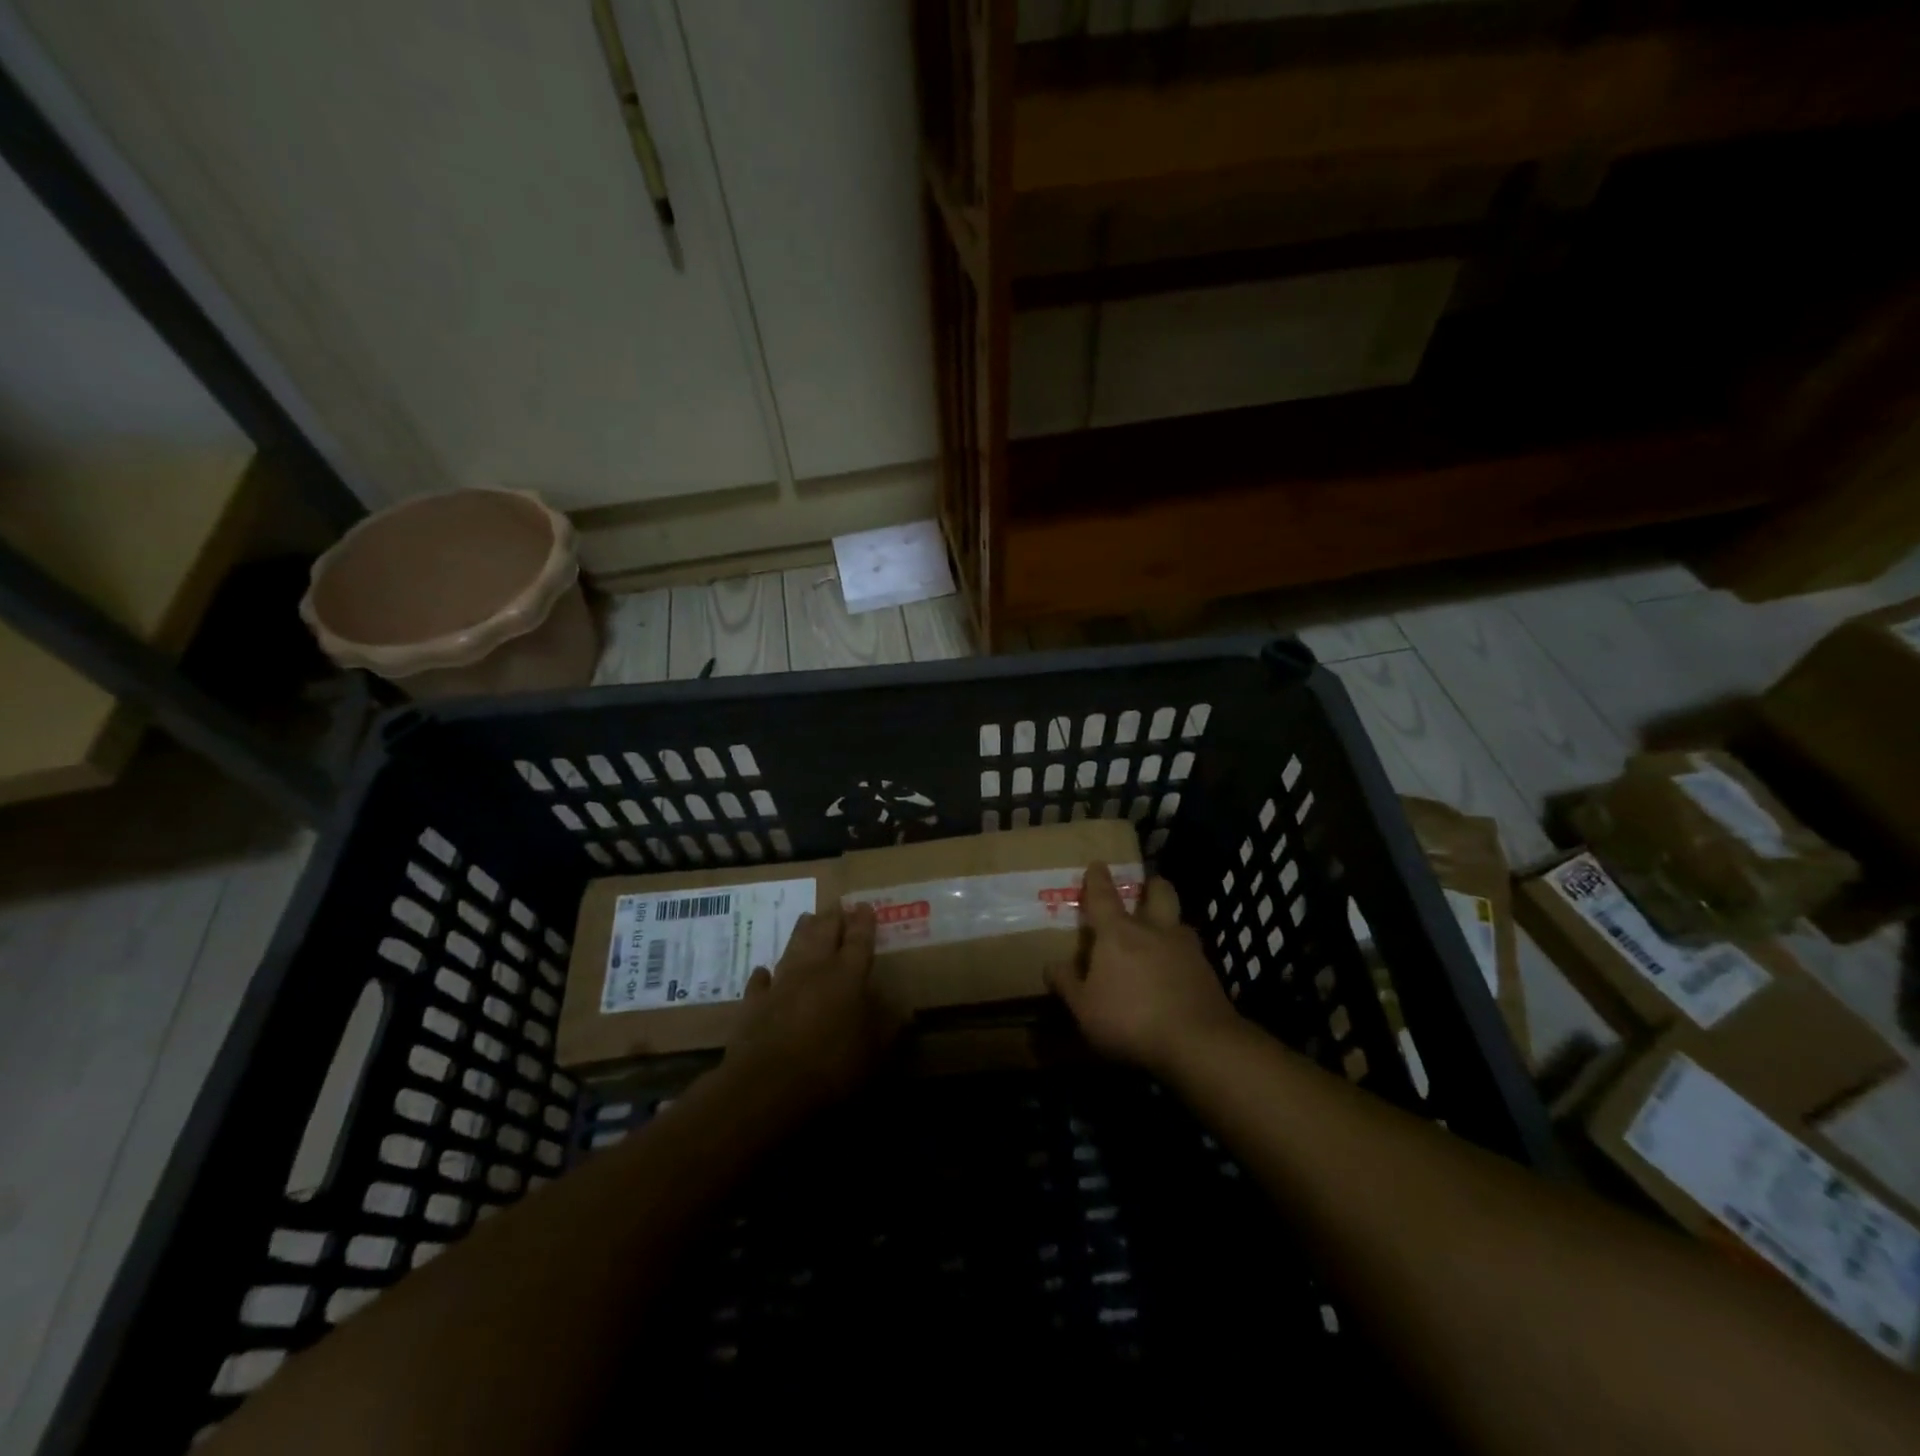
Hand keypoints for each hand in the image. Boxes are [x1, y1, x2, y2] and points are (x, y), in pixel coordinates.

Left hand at [723, 903, 904, 1113]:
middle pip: (824, 933)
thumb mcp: (874, 1053)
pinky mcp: (754, 1005)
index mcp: (847, 977)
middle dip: (832, 917)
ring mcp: (781, 984)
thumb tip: (905, 1010)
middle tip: (837, 905)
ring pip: (793, 947)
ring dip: (801, 932)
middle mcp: (814, 970)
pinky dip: (763, 976)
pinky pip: (760, 983)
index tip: (866, 905)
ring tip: (806, 917)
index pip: (859, 941)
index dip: (864, 922)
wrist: (767, 1085)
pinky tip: (763, 971)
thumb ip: (888, 1028)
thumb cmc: (831, 1067)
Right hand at [1046, 862, 1237, 1076]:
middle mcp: (1155, 930)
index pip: (1104, 896)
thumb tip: (1051, 966)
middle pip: (1159, 892)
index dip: (1098, 879)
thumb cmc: (1130, 1019)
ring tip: (1163, 936)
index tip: (1097, 864)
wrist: (1198, 1043)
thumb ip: (1067, 984)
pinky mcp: (1209, 972)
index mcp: (1118, 933)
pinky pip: (1193, 953)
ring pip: (1180, 921)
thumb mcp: (1085, 1009)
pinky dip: (1184, 956)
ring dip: (1171, 922)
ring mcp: (1187, 949)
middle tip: (1146, 888)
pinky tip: (1178, 973)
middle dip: (1152, 885)